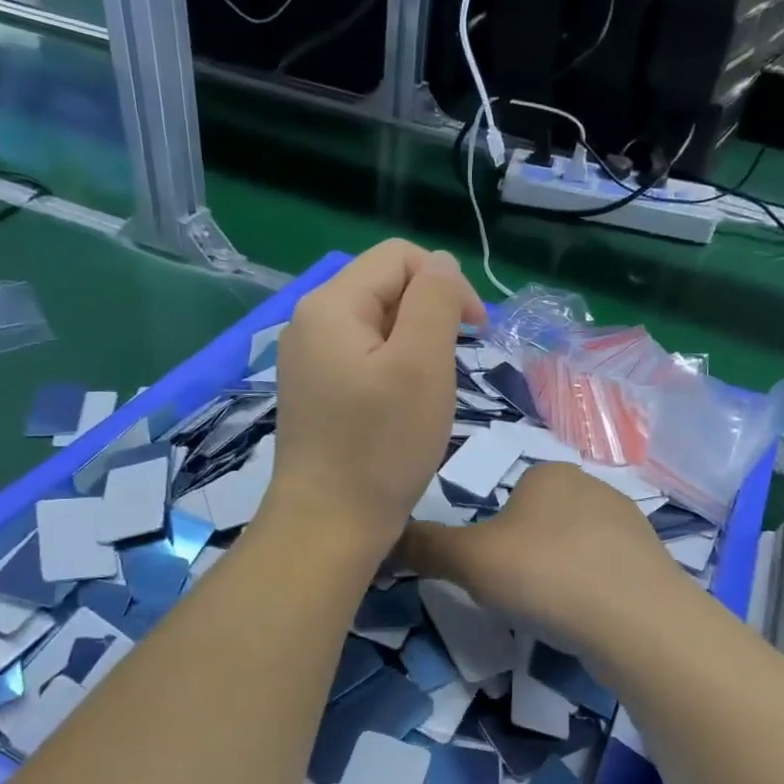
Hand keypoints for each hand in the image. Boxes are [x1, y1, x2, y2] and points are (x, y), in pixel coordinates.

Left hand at [265, 239, 485, 558]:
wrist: (328, 526)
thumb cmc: (381, 446)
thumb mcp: (422, 363)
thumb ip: (435, 300)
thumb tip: (441, 267)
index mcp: (331, 305)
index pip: (399, 258)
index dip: (446, 283)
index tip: (476, 332)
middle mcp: (310, 322)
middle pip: (386, 289)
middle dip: (430, 317)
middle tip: (450, 372)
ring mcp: (308, 361)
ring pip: (378, 327)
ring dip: (415, 347)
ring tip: (428, 394)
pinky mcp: (315, 393)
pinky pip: (363, 360)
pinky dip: (393, 372)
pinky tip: (403, 409)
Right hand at [398, 462, 685, 656]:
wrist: (637, 620)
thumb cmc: (545, 575)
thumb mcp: (469, 561)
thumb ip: (424, 547)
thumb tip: (383, 539)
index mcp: (548, 473)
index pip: (507, 497)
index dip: (493, 538)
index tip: (494, 572)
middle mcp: (592, 486)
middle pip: (539, 523)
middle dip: (526, 557)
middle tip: (519, 595)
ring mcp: (628, 523)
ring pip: (573, 549)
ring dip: (559, 575)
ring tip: (554, 611)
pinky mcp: (651, 560)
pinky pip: (605, 573)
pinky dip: (590, 593)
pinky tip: (587, 619)